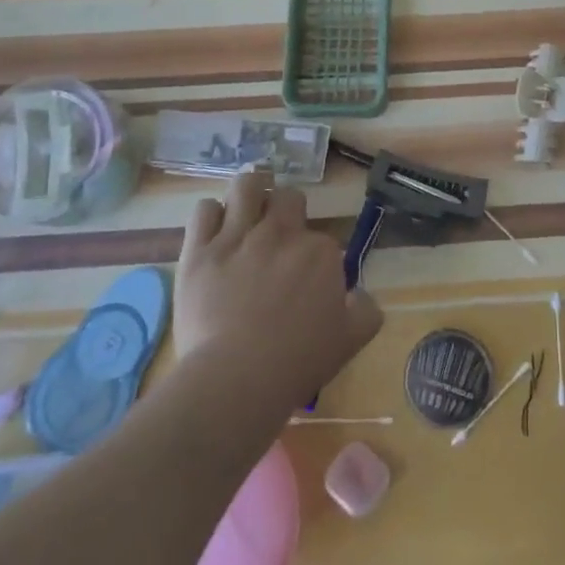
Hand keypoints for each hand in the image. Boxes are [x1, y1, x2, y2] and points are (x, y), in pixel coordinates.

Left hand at [173, 173, 381, 405]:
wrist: (237, 378)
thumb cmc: (298, 362)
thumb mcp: (351, 340)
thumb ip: (365, 310)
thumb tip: (359, 295)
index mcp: (320, 252)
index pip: (322, 239)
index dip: (315, 257)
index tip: (308, 280)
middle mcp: (280, 234)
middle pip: (287, 198)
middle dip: (286, 210)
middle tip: (278, 234)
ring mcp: (237, 237)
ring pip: (246, 186)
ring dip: (250, 192)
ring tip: (248, 206)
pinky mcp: (200, 250)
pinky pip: (204, 210)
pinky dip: (211, 214)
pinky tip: (214, 230)